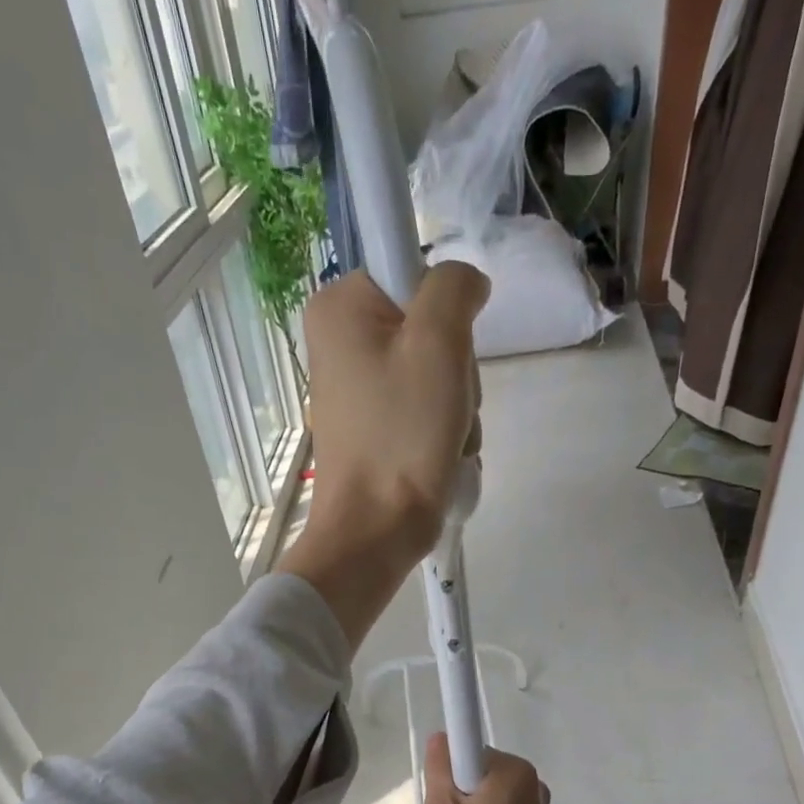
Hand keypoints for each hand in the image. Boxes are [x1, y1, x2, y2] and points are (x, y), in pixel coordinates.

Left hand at [280, 264, 489, 649]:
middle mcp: (340, 342)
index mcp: (339, 309)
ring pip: (436, 372)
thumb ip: (454, 288)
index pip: (413, 272)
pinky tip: (439, 456)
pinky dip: (443, 431)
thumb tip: (464, 283)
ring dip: (457, 405)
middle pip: (430, 327)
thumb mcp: (438, 343)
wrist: (376, 531)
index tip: (443, 353)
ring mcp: (358, 388)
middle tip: (446, 404)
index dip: (444, 312)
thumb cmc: (402, 435)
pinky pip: (426, 408)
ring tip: (443, 438)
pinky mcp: (375, 426)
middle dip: (454, 370)